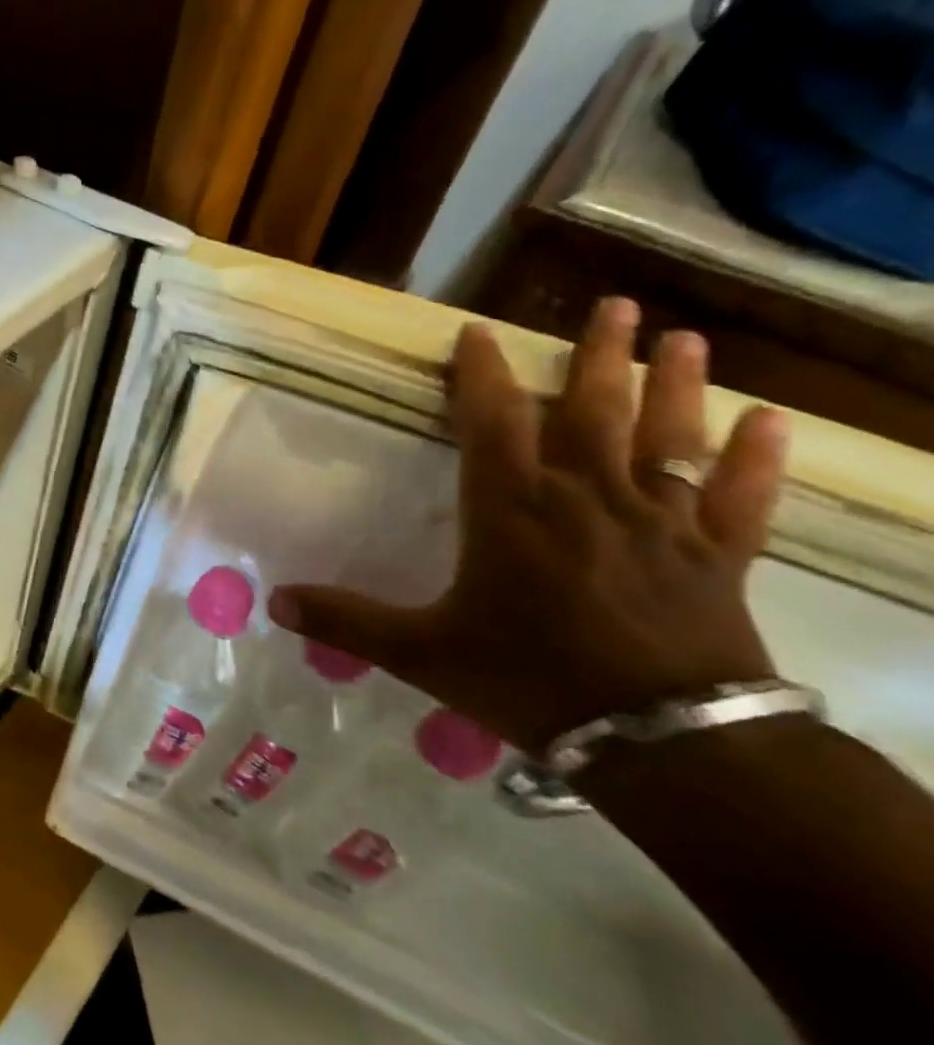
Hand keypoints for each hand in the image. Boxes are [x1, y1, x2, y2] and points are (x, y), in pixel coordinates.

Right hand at [269, 297, 789, 752]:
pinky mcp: (716, 555)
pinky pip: (738, 497)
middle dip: (597, 356)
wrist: (660, 739)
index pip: (492, 421)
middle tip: (613, 306)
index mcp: (512, 509)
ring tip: (683, 338)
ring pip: (667, 437)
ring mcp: (658, 521)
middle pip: (592, 410)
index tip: (479, 332)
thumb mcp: (419, 652)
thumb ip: (346, 620)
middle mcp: (585, 497)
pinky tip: (773, 422)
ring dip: (676, 384)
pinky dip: (757, 460)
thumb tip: (272, 601)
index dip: (482, 373)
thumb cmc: (528, 679)